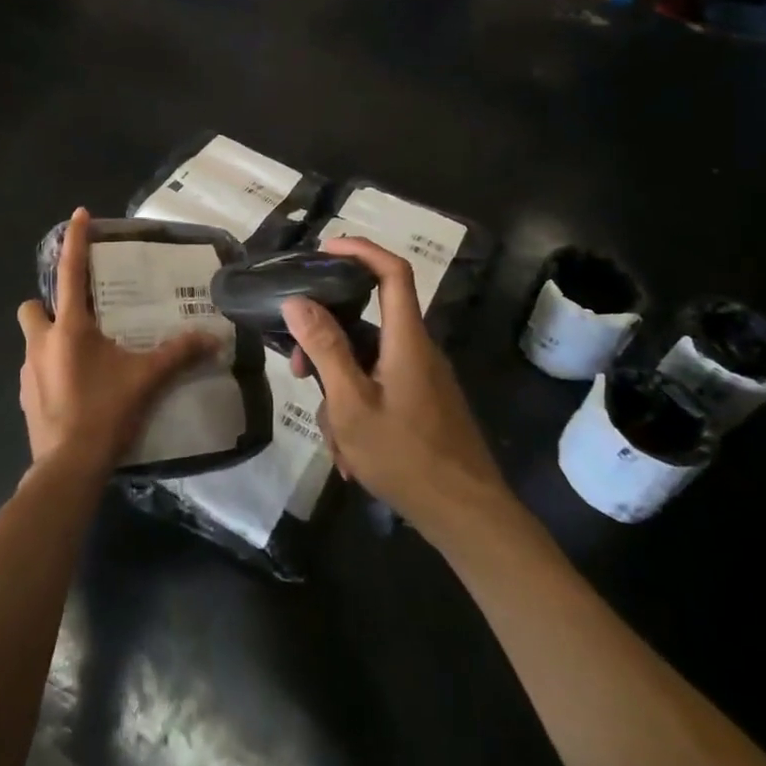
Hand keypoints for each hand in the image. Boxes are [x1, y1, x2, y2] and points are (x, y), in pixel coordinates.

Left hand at [17, 209, 217, 476]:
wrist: (68, 468)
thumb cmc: (105, 412)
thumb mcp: (147, 379)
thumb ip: (180, 354)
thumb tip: (213, 337)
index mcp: (70, 328)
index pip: (70, 272)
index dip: (74, 240)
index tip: (77, 213)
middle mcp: (41, 342)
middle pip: (32, 307)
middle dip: (48, 306)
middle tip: (79, 317)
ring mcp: (27, 372)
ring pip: (33, 340)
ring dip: (52, 340)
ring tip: (85, 359)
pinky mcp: (25, 398)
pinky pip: (36, 371)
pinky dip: (52, 371)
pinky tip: (77, 390)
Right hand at [285, 238, 509, 537]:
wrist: (468, 516)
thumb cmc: (406, 457)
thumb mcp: (352, 404)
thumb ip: (325, 349)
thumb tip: (297, 301)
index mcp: (407, 339)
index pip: (392, 272)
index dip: (361, 250)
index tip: (324, 249)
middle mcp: (418, 350)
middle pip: (367, 322)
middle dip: (328, 342)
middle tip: (299, 370)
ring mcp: (423, 378)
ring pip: (367, 364)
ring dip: (341, 391)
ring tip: (334, 439)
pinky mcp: (423, 403)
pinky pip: (380, 389)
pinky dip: (359, 411)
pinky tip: (351, 455)